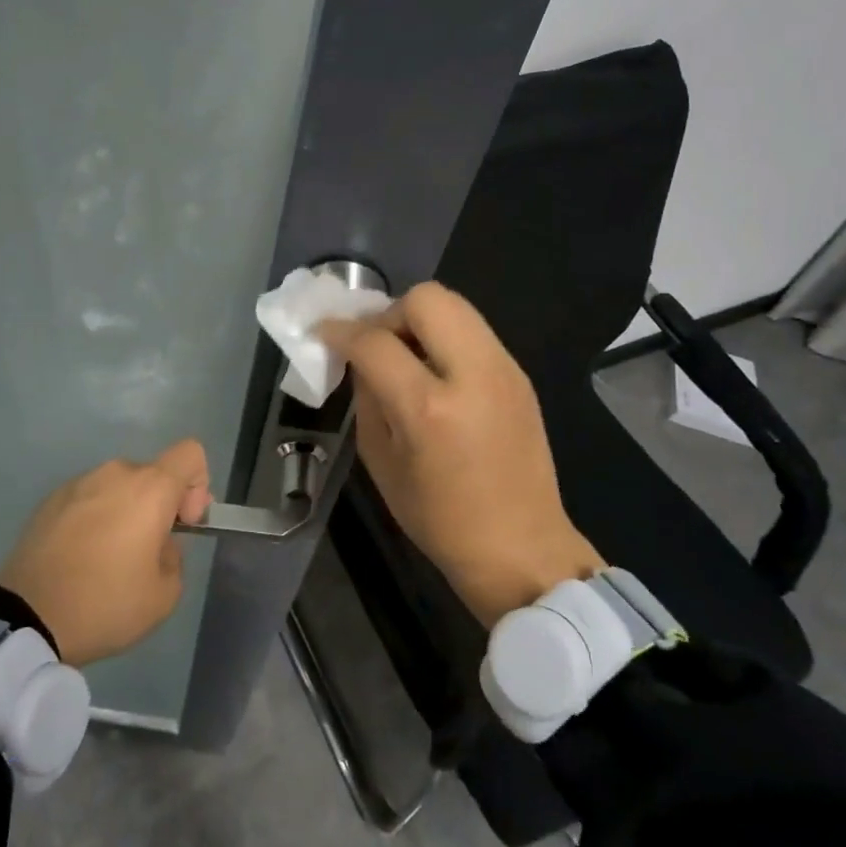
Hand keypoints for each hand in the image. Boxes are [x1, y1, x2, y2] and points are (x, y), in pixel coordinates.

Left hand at [0, 440, 210, 667]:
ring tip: (108, 557)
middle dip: (159, 506)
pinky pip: (88, 498)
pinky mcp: (50, 500)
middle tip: (146, 551)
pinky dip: (95, 518)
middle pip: (153, 474)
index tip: (183, 525)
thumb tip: (157, 543)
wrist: (27, 618)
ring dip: (125, 511)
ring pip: (118, 487)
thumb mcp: (164, 595)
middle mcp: (115, 473)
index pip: (190, 454)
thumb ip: (174, 557)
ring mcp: (78, 483)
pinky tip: (80, 556)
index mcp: (150, 488)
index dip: (198, 485)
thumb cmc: (105, 604)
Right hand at [320, 283, 603, 625]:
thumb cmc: (439, 519)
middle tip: (378, 346)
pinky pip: (474, 332)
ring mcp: (505, 370)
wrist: (521, 548)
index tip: (324, 333)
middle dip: (390, 313)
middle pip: (427, 298)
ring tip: (407, 358)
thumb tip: (359, 358)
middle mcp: (473, 374)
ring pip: (455, 306)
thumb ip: (367, 398)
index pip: (375, 341)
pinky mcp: (520, 375)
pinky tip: (437, 375)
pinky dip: (446, 338)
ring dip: (420, 321)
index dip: (341, 331)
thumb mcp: (381, 461)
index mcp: (429, 408)